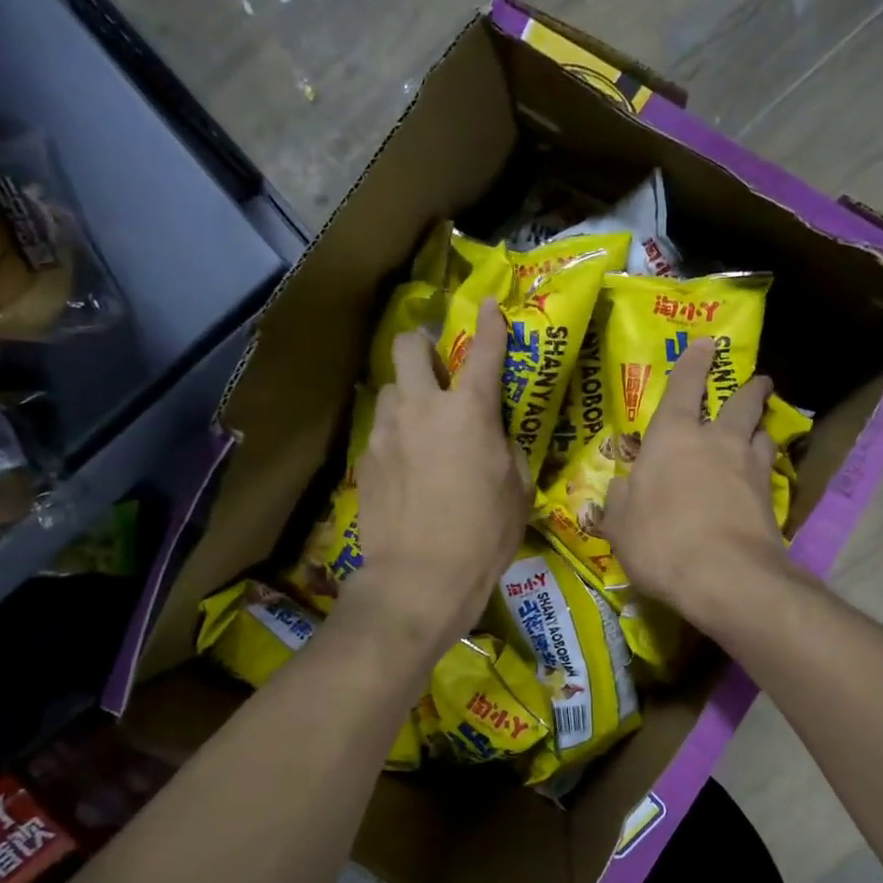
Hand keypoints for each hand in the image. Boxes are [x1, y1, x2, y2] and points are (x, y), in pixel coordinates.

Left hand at [342, 295, 528, 658]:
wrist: (419, 578)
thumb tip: (495, 436)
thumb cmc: (483, 536)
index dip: (490, 323)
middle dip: (421, 345)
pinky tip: (405, 464)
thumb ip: (507, 450)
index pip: (484, 351)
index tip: (487, 304)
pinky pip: (380, 431)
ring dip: (406, 395)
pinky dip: (395, 435)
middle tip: (437, 367)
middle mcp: (423, 408)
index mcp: (470, 412)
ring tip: (419, 424)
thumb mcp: (517, 491)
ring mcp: (387, 432)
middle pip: (408, 347)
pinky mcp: (365, 459)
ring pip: (390, 389)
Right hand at [604, 338, 788, 629]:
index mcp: (672, 437)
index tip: (707, 344)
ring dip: (761, 427)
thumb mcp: (621, 525)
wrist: (724, 575)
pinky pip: (769, 471)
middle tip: (758, 382)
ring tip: (760, 431)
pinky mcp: (771, 499)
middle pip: (740, 403)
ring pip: (762, 434)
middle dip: (749, 389)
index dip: (694, 363)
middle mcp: (715, 442)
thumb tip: (621, 490)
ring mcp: (748, 468)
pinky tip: (761, 478)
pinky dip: (765, 468)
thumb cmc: (660, 540)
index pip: (684, 387)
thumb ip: (620, 502)